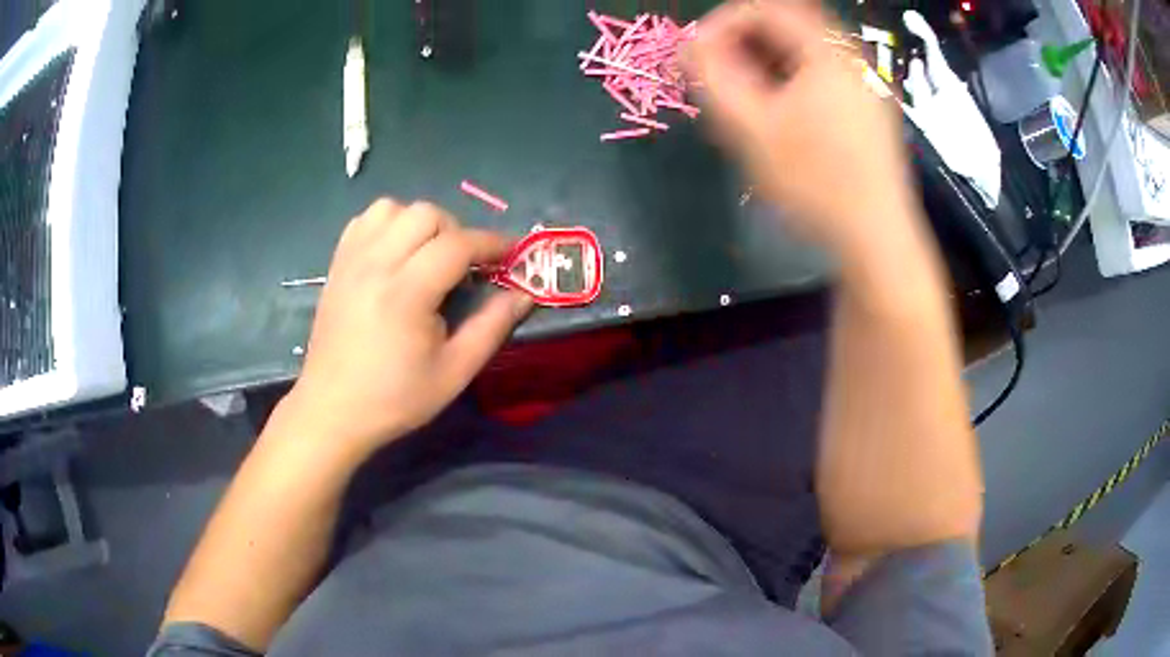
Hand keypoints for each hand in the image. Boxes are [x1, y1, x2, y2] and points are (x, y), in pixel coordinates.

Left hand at [282, 199, 531, 460]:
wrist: (333, 409)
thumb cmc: (395, 398)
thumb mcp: (454, 372)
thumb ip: (492, 327)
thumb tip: (525, 294)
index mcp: (406, 293)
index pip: (458, 244)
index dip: (492, 243)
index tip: (511, 254)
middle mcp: (376, 264)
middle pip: (426, 214)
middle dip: (457, 232)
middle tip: (464, 267)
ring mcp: (352, 260)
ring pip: (393, 208)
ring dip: (420, 224)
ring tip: (427, 257)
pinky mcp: (337, 264)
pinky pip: (366, 220)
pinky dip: (388, 224)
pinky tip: (395, 254)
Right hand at [684, 1, 920, 258]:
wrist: (875, 239)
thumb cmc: (815, 183)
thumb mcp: (752, 128)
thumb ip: (712, 77)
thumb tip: (690, 45)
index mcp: (828, 51)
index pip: (763, 9)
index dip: (720, 24)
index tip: (696, 56)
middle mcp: (852, 57)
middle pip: (786, 25)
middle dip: (742, 42)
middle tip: (718, 74)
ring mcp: (866, 82)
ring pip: (804, 50)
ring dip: (765, 62)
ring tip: (743, 96)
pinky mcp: (870, 107)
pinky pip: (822, 73)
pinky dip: (791, 79)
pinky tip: (778, 111)